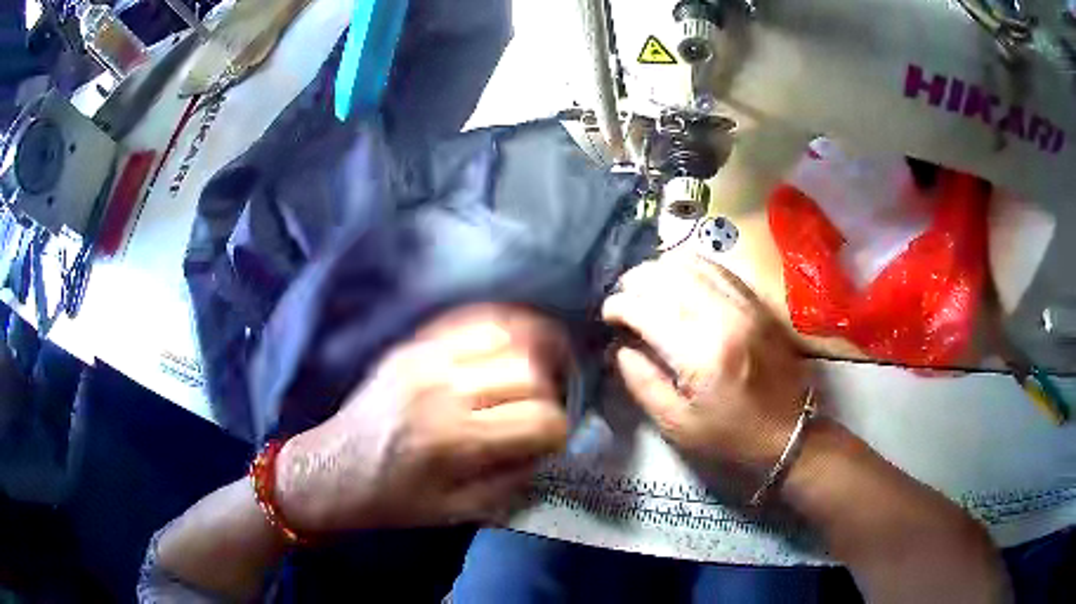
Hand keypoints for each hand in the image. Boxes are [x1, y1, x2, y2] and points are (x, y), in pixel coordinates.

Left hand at [274, 304, 569, 532]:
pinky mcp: (412, 344)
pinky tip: (511, 343)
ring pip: (506, 337)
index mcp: (455, 440)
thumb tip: (547, 446)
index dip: (557, 432)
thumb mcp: (458, 510)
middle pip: (529, 373)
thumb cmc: (394, 499)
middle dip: (549, 393)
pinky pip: (470, 320)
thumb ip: (513, 479)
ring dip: (531, 355)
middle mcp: (443, 389)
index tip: (552, 442)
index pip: (540, 420)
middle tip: (543, 410)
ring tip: (539, 370)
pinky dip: (501, 328)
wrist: (332, 470)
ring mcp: (425, 358)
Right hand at [603, 253, 808, 476]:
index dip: (619, 305)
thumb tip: (620, 347)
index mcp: (701, 353)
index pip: (647, 308)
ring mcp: (744, 302)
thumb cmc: (731, 434)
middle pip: (667, 274)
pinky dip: (689, 266)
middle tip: (622, 298)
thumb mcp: (677, 424)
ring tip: (646, 288)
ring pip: (691, 262)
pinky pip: (716, 266)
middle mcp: (724, 316)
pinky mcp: (756, 300)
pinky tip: (677, 282)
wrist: (789, 428)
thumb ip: (642, 383)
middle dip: (635, 281)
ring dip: (660, 269)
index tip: (607, 315)